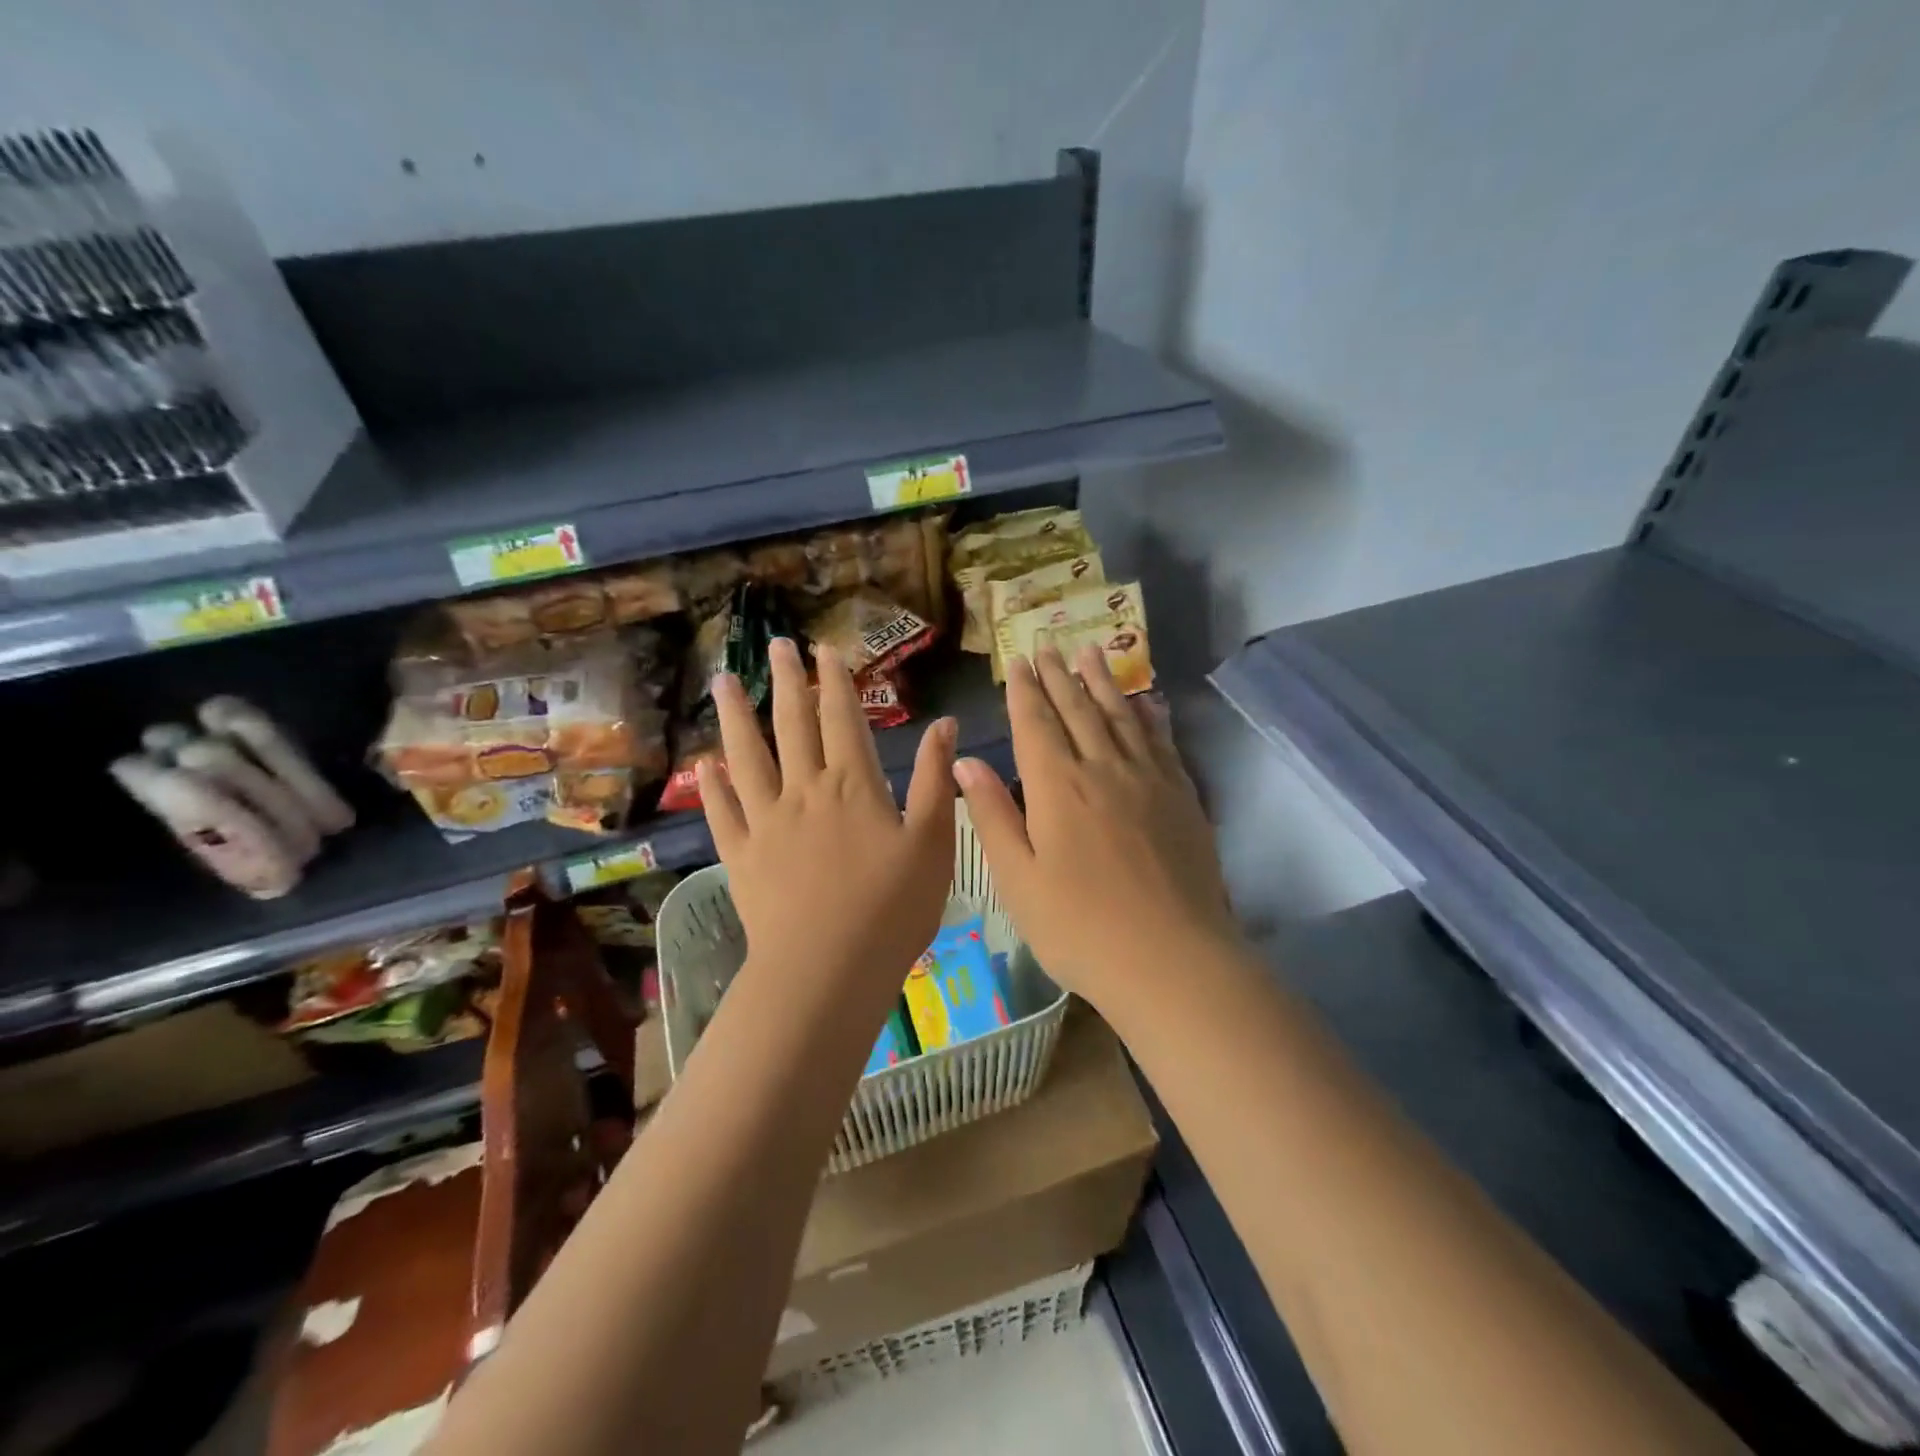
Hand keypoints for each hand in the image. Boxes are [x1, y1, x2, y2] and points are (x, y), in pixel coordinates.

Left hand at [698, 637, 955, 995]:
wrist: (829, 969)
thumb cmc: (893, 908)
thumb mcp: (933, 842)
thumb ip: (937, 780)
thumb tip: (944, 724)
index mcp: (853, 784)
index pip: (842, 718)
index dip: (835, 681)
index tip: (825, 649)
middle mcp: (805, 790)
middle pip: (792, 724)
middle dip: (785, 681)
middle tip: (775, 645)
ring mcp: (767, 822)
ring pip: (747, 757)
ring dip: (734, 717)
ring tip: (721, 681)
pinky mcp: (742, 855)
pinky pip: (724, 812)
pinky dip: (713, 786)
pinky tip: (704, 765)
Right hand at [955, 644, 1237, 1015]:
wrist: (1172, 959)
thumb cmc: (1080, 928)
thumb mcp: (1018, 880)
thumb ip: (993, 816)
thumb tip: (965, 762)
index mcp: (1057, 787)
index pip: (1035, 723)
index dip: (1025, 690)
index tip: (1019, 660)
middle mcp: (1103, 769)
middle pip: (1077, 709)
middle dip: (1059, 676)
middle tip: (1048, 645)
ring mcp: (1148, 780)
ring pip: (1121, 716)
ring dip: (1102, 682)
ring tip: (1090, 654)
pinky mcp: (1182, 797)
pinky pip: (1161, 742)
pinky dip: (1149, 716)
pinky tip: (1146, 702)